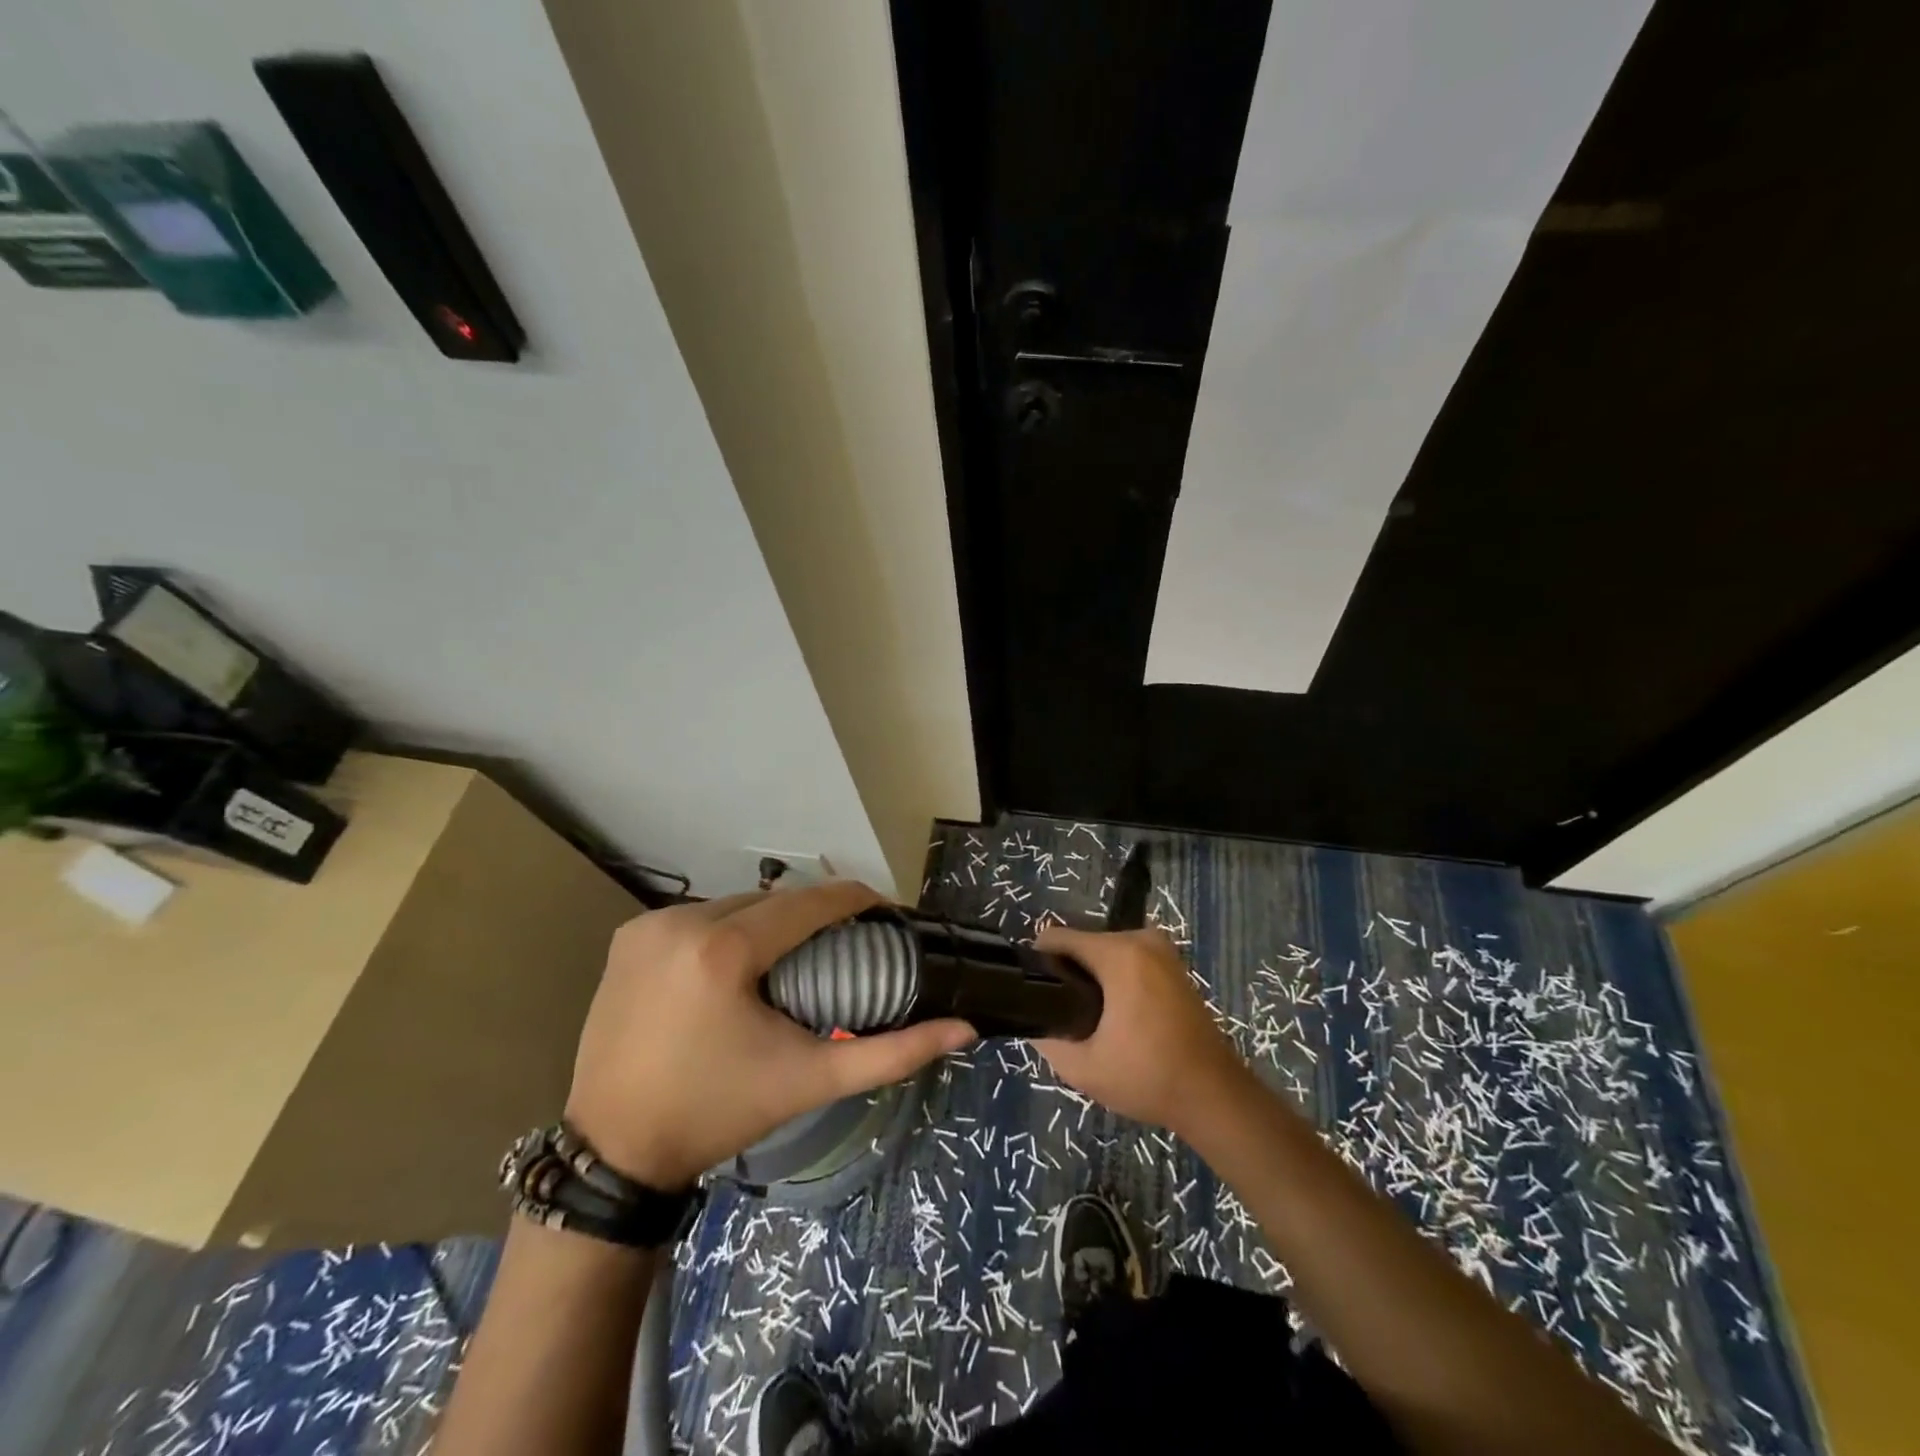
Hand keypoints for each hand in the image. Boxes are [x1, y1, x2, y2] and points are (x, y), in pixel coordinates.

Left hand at [564, 882, 974, 1188]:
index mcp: (725, 950)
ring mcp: (649, 926)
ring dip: (770, 921)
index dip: (856, 900)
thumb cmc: (719, 1112)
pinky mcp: (628, 938)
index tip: (886, 915)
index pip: (810, 902)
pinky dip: (727, 930)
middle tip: (842, 946)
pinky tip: (740, 962)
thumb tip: (963, 1030)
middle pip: (773, 901)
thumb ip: (891, 1054)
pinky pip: (698, 918)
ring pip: (735, 904)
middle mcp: (682, 921)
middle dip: (813, 915)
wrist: (615, 1151)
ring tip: (796, 954)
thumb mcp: (810, 1080)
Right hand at [1033, 926, 1254, 1135]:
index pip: (1058, 938)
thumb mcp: (1083, 1068)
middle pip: (1081, 943)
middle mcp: (1140, 939)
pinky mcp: (1172, 962)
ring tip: (1087, 1017)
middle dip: (1067, 972)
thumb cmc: (1148, 1078)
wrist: (1214, 1095)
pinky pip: (1126, 957)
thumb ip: (1046, 1038)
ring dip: (1091, 976)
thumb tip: (1030, 1020)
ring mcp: (1161, 948)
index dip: (1039, 963)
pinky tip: (1114, 1014)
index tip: (1035, 995)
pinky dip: (1115, 978)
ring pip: (1104, 950)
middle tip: (1063, 1015)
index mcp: (1119, 955)